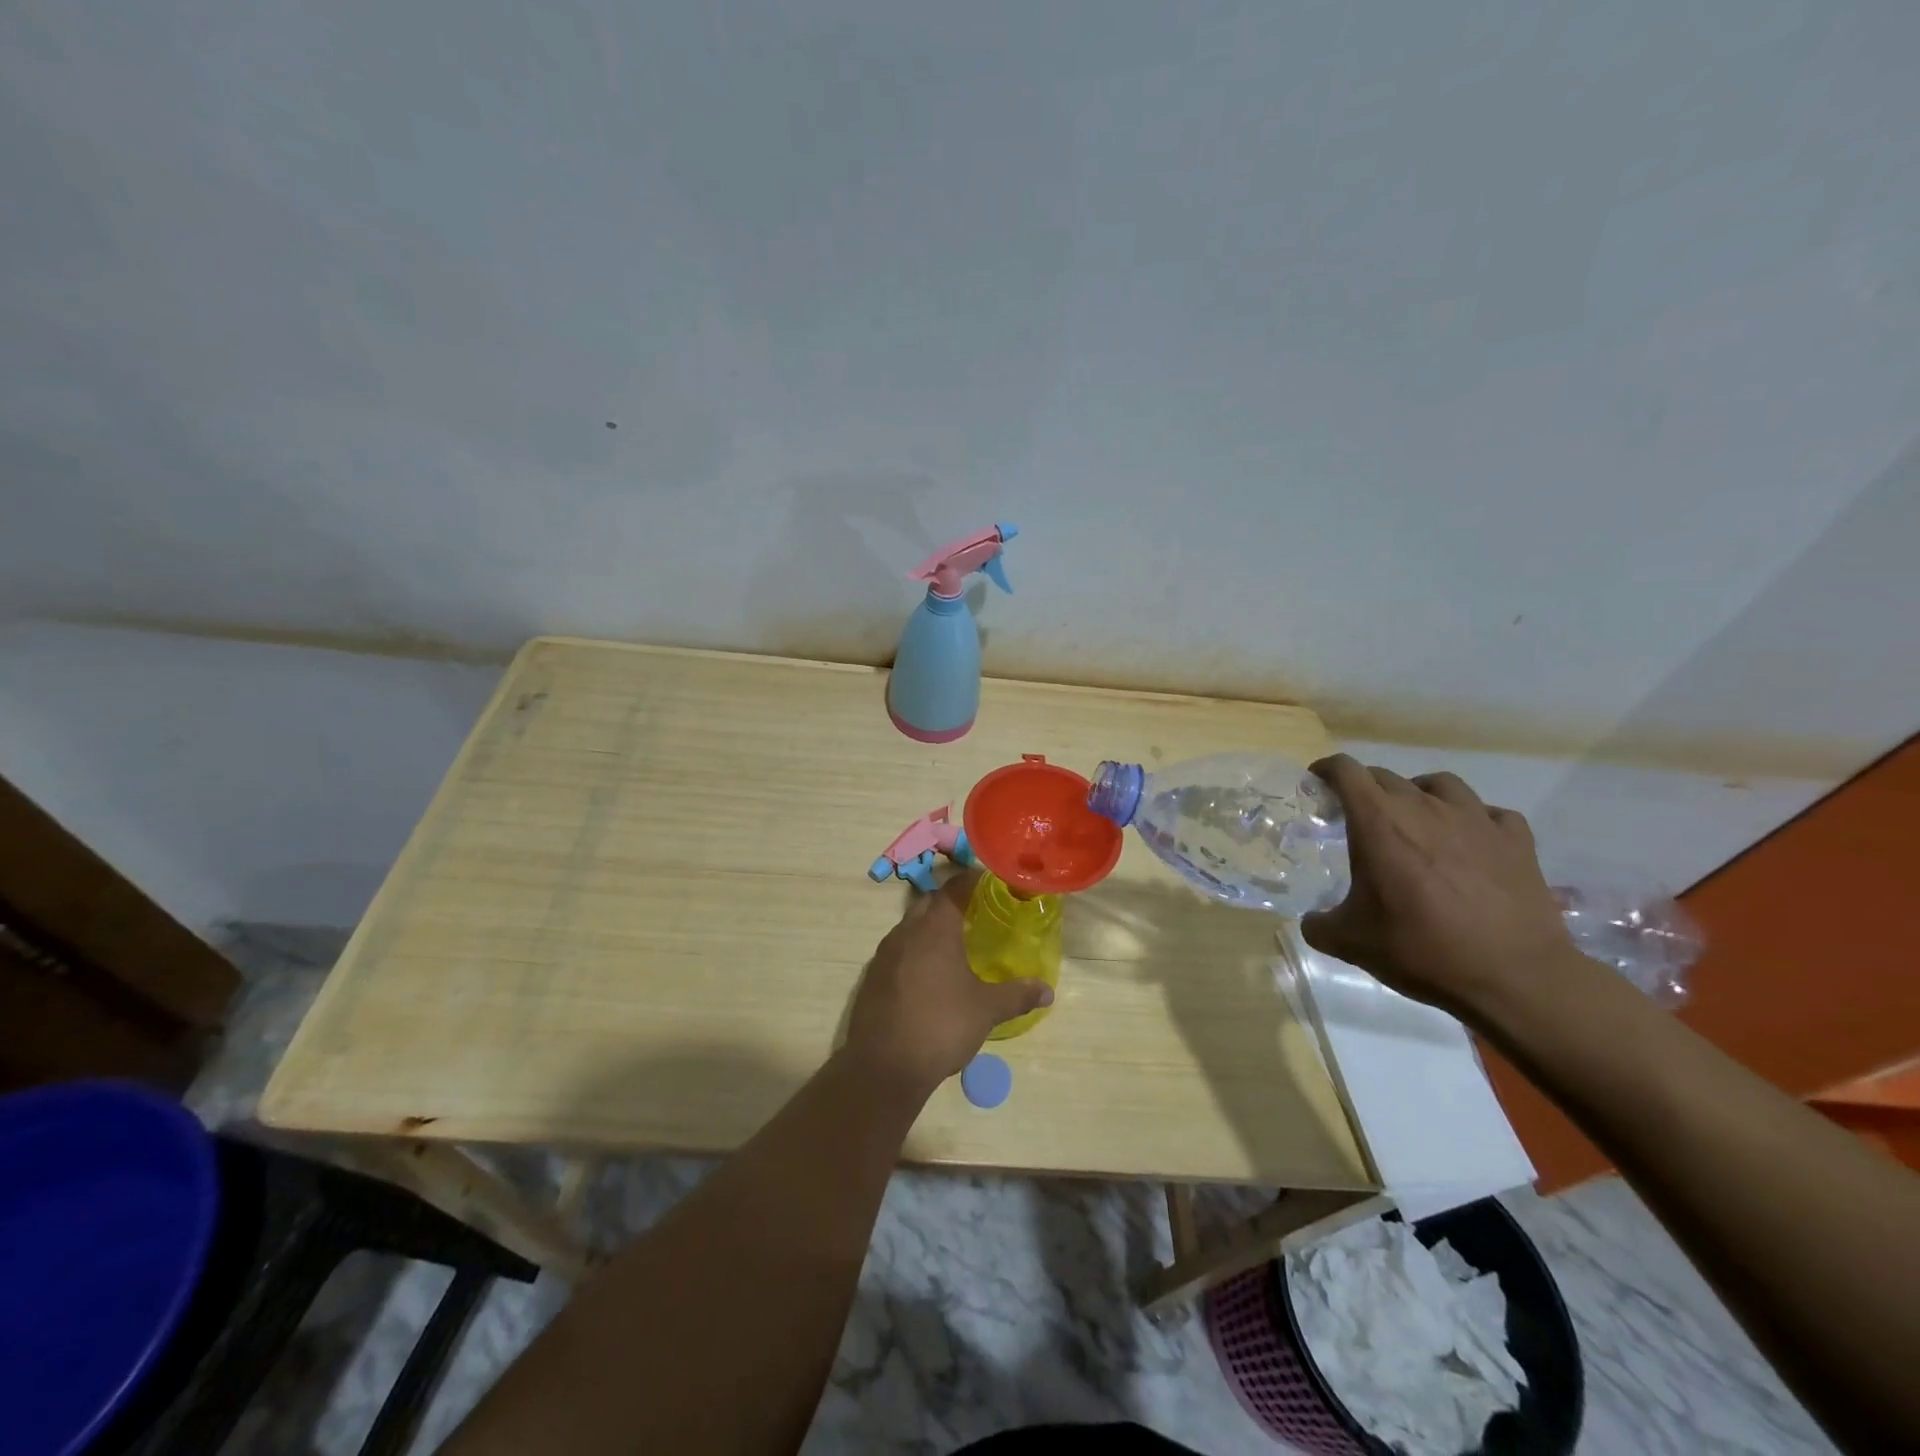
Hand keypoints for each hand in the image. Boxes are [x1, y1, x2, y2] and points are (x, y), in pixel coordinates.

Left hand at [841, 871, 1052, 1094]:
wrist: (883, 1066)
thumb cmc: (941, 1026)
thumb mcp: (986, 1010)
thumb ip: (1017, 995)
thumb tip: (1047, 990)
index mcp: (935, 928)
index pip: (954, 888)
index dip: (972, 880)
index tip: (990, 882)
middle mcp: (906, 931)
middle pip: (929, 902)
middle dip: (951, 901)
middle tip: (975, 911)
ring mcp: (884, 953)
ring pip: (910, 925)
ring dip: (930, 925)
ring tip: (954, 942)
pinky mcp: (872, 976)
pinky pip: (897, 950)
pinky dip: (914, 949)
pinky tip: (928, 973)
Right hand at [1299, 755, 1580, 1018]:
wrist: (1514, 977)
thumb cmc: (1421, 949)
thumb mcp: (1351, 942)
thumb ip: (1320, 925)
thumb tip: (1312, 922)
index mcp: (1378, 821)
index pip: (1346, 771)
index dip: (1326, 770)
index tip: (1317, 782)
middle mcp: (1425, 807)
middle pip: (1387, 776)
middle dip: (1365, 788)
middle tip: (1359, 817)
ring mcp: (1476, 820)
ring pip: (1440, 784)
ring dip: (1419, 794)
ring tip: (1416, 819)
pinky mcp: (1516, 841)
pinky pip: (1490, 814)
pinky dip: (1474, 820)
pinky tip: (1470, 841)